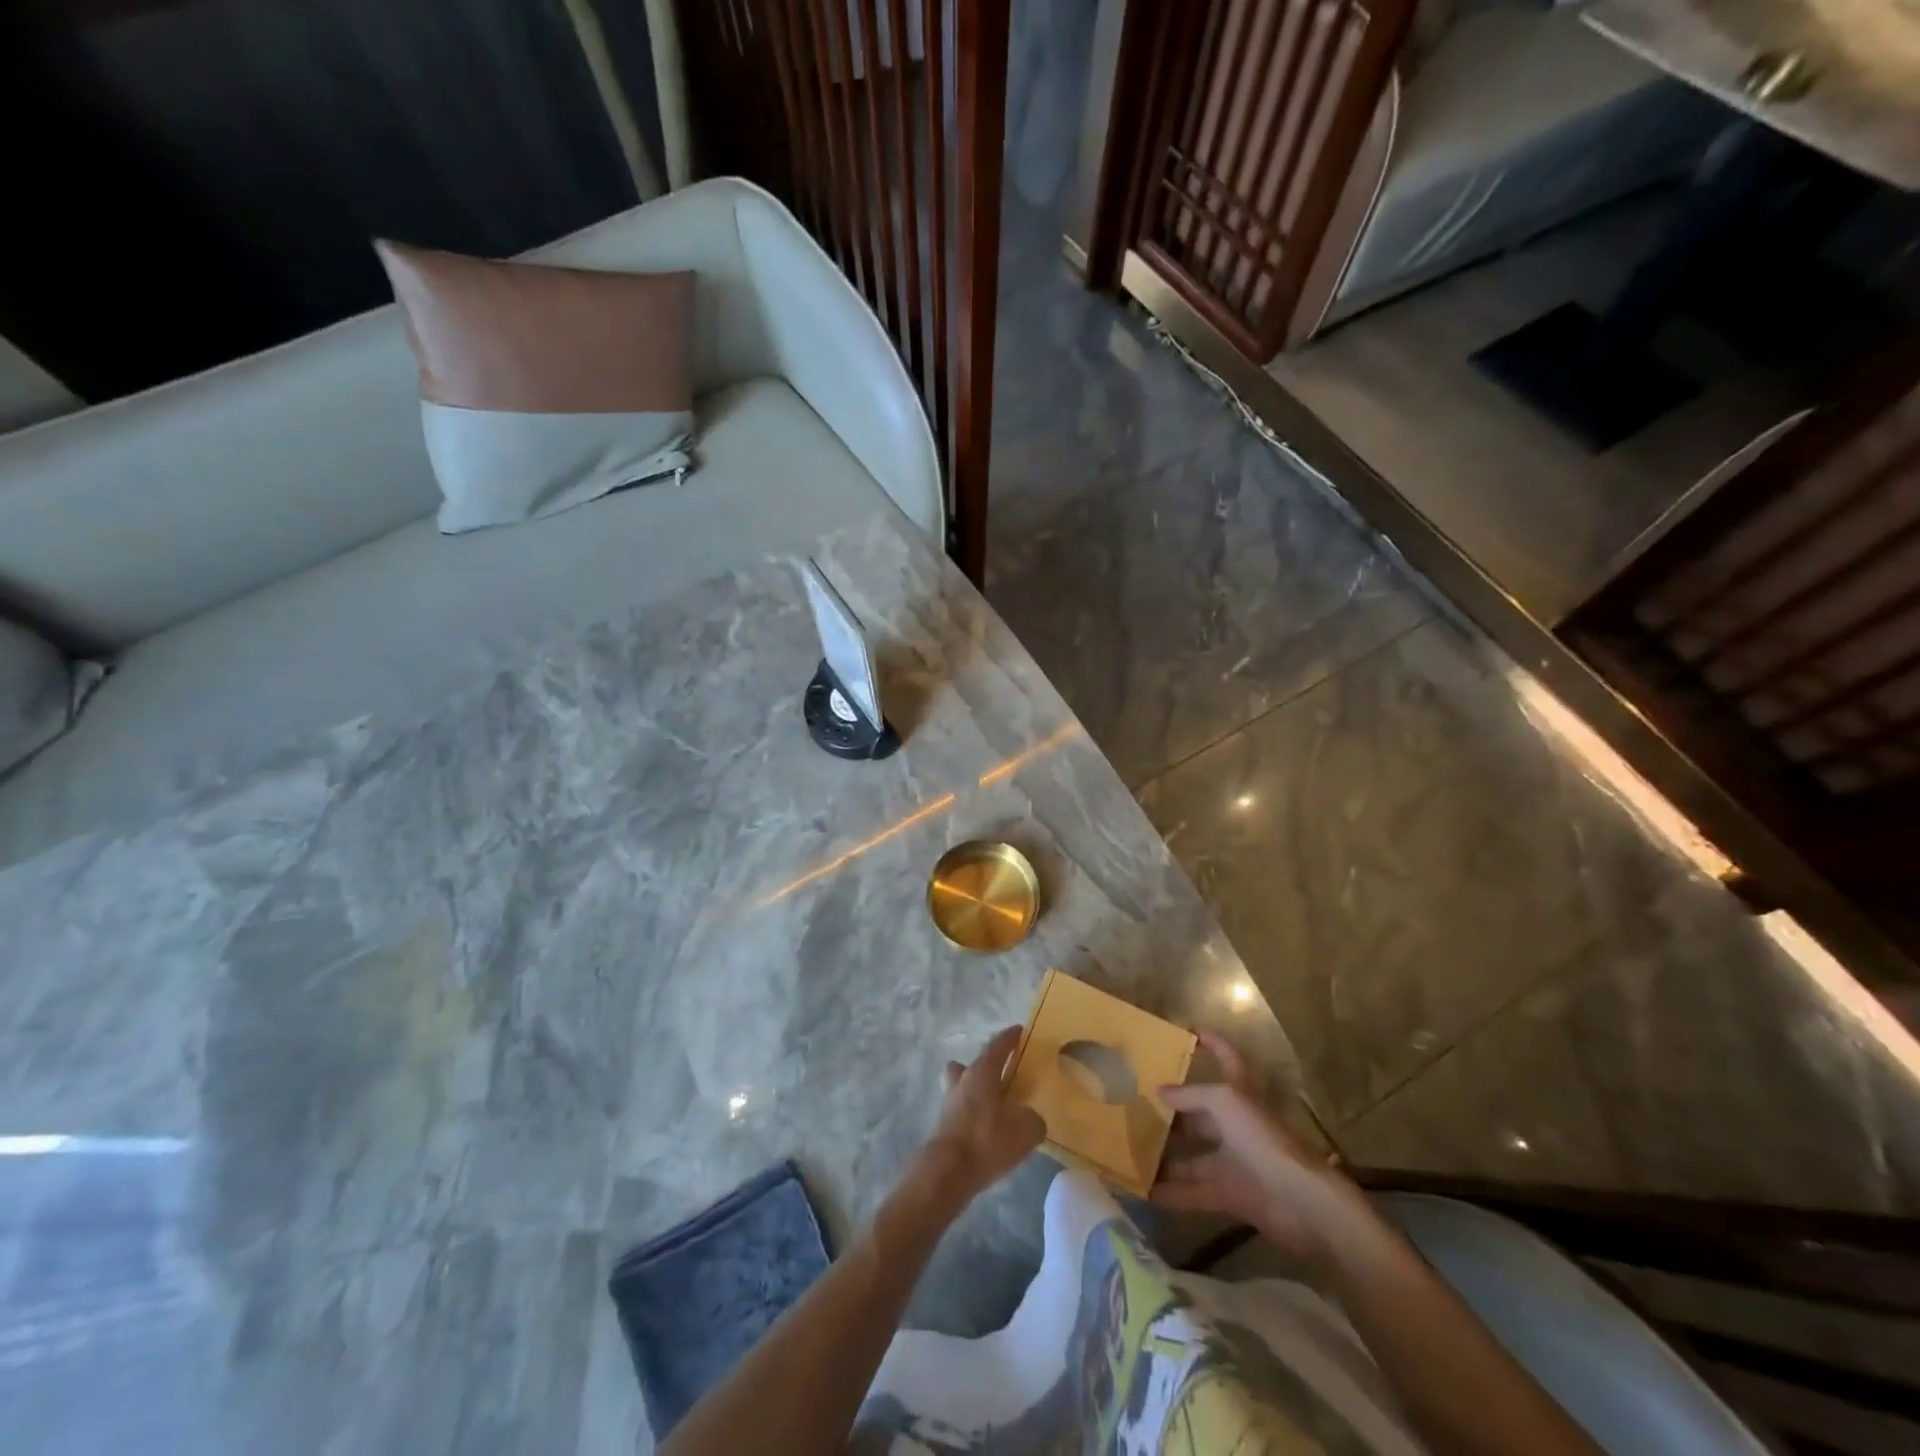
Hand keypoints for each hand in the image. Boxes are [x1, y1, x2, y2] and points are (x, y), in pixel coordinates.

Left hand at [912, 1026, 1045, 1212]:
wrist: (948, 1172)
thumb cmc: (987, 1140)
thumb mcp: (1025, 1130)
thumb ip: (1033, 1119)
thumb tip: (1030, 1118)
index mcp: (982, 1072)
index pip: (997, 1045)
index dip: (1009, 1037)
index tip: (1020, 1030)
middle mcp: (962, 1081)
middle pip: (969, 1065)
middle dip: (983, 1067)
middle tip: (1001, 1076)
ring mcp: (949, 1103)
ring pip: (961, 1087)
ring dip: (975, 1092)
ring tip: (995, 1108)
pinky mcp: (943, 1126)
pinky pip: (961, 1111)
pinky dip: (973, 1116)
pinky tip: (987, 1132)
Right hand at [1152, 1029, 1357, 1262]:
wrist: (1301, 1201)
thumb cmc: (1263, 1139)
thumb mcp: (1224, 1103)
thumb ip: (1191, 1095)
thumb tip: (1160, 1091)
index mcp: (1239, 1094)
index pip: (1227, 1058)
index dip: (1212, 1042)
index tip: (1188, 1030)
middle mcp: (1236, 1124)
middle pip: (1201, 1112)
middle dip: (1174, 1108)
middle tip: (1137, 1102)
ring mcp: (1234, 1160)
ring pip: (1194, 1155)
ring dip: (1167, 1154)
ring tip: (1132, 1147)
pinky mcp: (1231, 1194)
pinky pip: (1194, 1191)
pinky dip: (1172, 1192)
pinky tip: (1144, 1189)